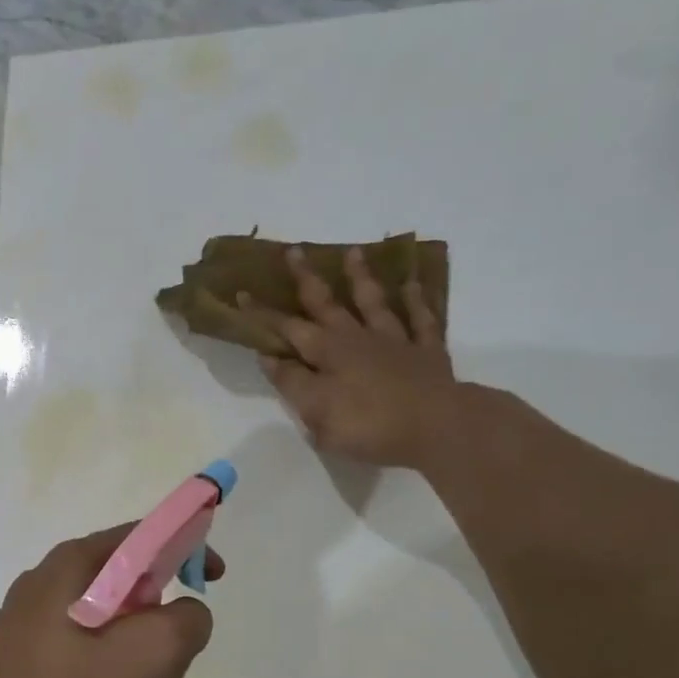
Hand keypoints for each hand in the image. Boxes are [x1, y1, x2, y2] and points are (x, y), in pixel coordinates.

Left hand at [0, 525, 222, 677]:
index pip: (141, 535)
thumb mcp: (155, 653)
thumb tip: (184, 614)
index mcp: (70, 566)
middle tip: (182, 653)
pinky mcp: (14, 668)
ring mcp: (21, 628)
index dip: (187, 548)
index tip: (214, 578)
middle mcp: (40, 585)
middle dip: (162, 615)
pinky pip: (77, 655)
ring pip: (102, 625)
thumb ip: (188, 619)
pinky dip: (109, 674)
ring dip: (140, 654)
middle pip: (122, 583)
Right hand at [243, 246, 457, 469]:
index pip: (287, 329)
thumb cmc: (368, 425)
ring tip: (353, 252)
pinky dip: (415, 300)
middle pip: (327, 304)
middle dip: (307, 279)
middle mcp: (357, 338)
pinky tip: (412, 284)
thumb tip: (270, 358)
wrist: (436, 426)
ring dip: (361, 278)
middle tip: (294, 251)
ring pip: (374, 302)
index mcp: (327, 353)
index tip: (242, 294)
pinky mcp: (427, 352)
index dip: (263, 314)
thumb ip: (293, 383)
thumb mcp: (317, 412)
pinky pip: (420, 319)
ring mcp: (395, 341)